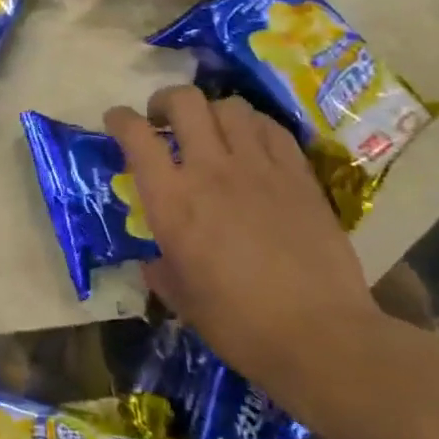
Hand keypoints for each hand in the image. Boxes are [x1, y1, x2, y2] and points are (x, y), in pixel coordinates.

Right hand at [104, 85, 386, 420]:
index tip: (117, 120)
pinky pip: (271, 128)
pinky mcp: (299, 175)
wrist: (321, 337)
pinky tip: (252, 143)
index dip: (120, 119)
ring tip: (211, 130)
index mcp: (171, 200)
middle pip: (184, 102)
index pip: (136, 136)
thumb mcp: (182, 299)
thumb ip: (161, 269)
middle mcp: (210, 170)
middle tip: (163, 120)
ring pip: (230, 107)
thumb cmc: (238, 324)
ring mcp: (258, 167)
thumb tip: (154, 260)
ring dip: (212, 112)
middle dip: (166, 101)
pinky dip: (253, 126)